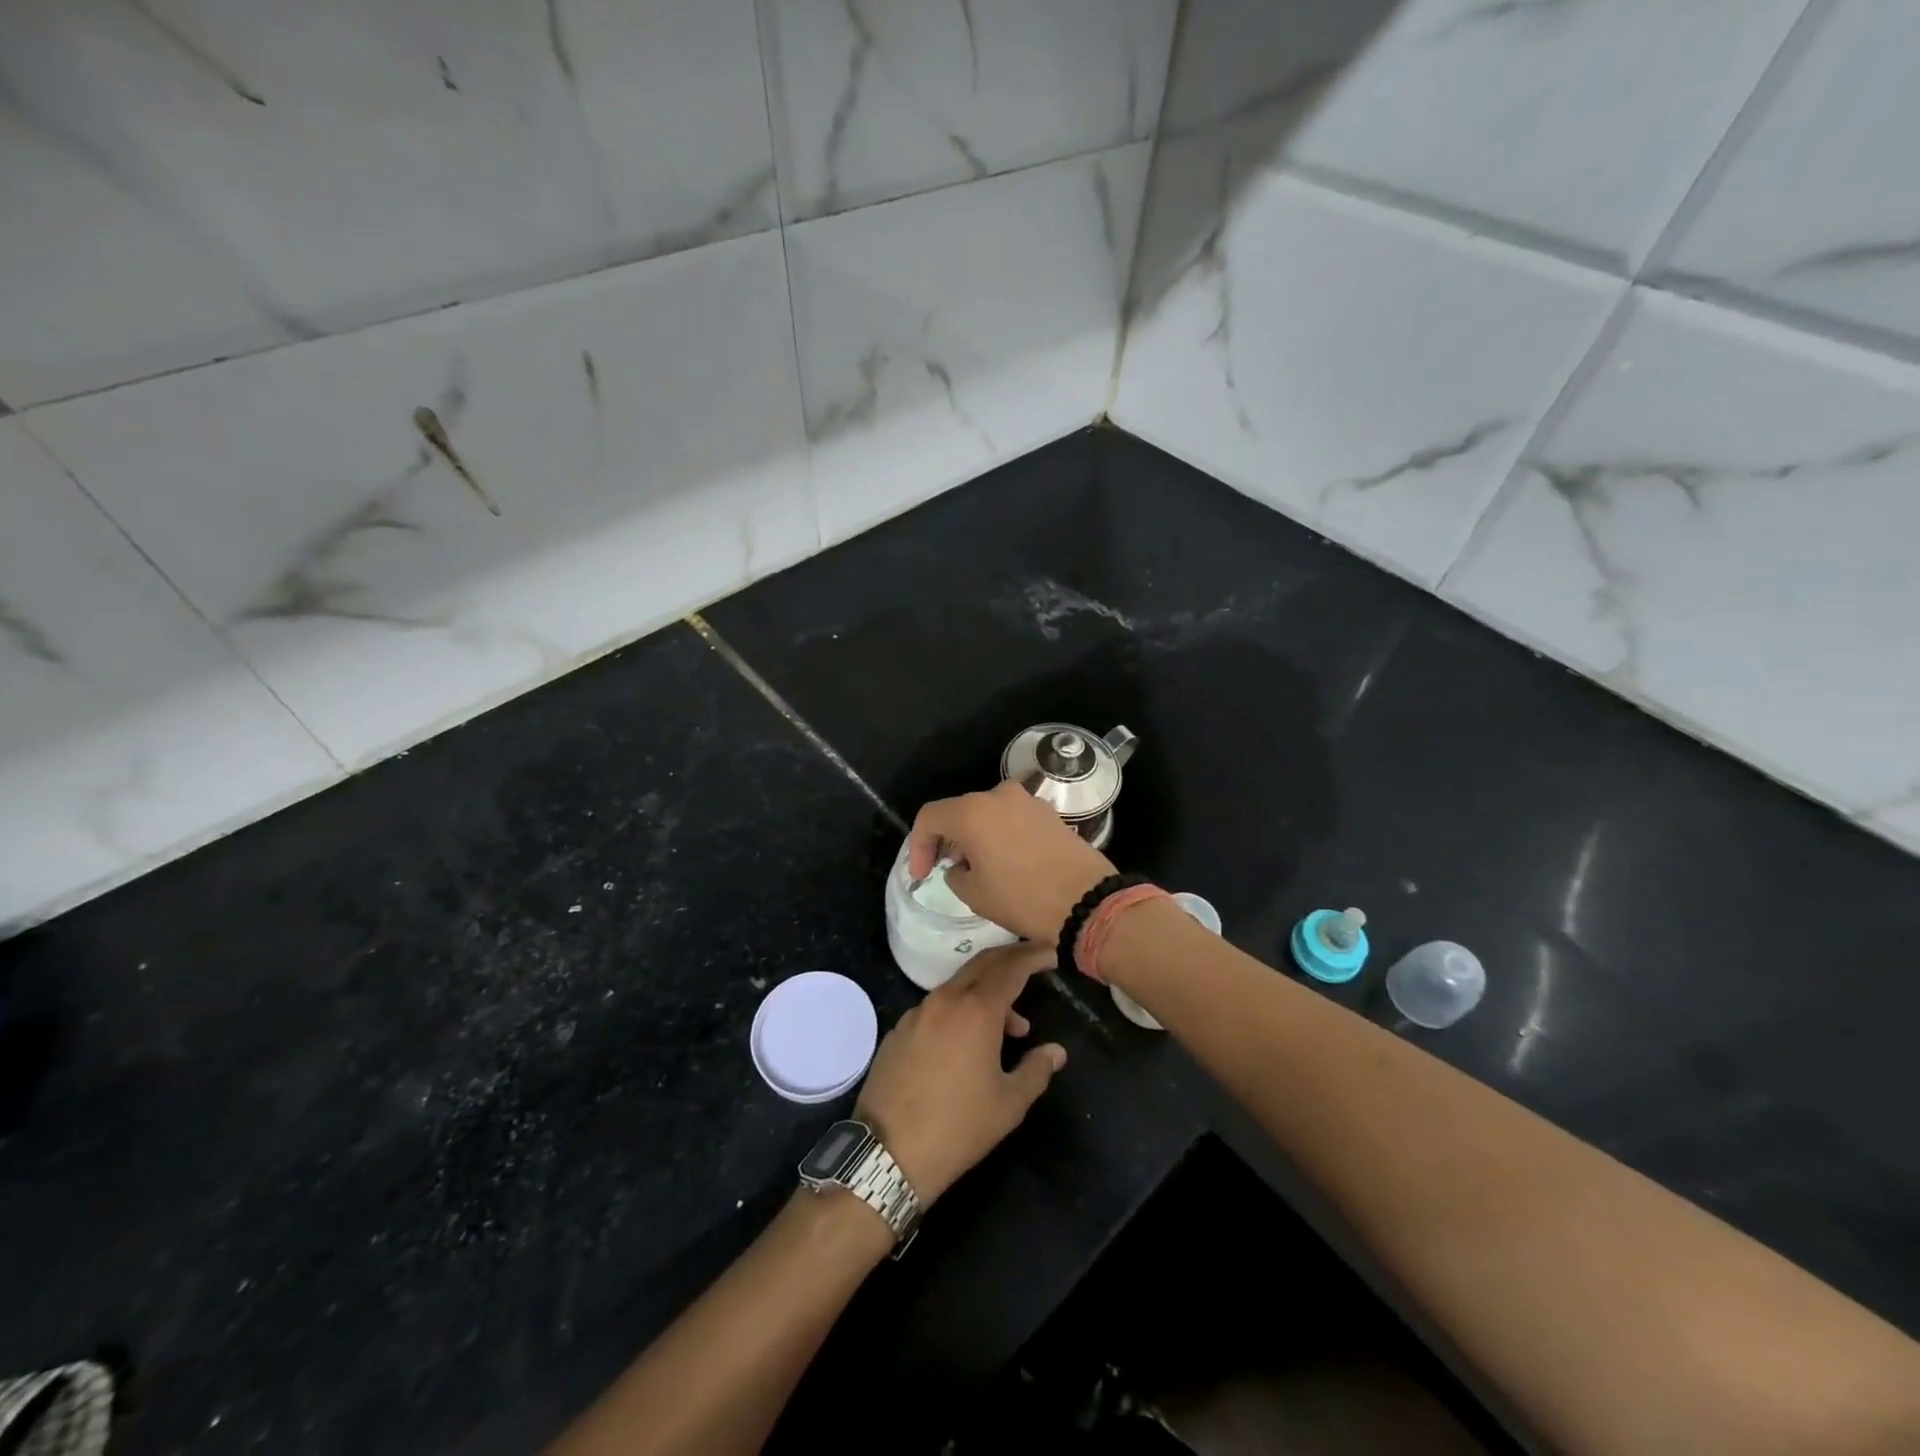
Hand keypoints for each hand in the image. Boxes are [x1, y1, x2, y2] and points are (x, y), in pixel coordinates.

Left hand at [854, 942, 1066, 1204]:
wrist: (887, 1152)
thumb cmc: (958, 1127)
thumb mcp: (1009, 1104)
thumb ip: (1036, 1070)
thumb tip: (1055, 1051)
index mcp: (976, 1010)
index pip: (1011, 968)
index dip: (1033, 957)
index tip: (1050, 953)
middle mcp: (945, 1000)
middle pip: (982, 964)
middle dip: (1010, 959)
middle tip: (1034, 964)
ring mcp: (917, 1013)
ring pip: (959, 987)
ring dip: (987, 994)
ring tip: (1010, 1028)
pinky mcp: (898, 1030)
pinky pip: (937, 1007)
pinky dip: (960, 1010)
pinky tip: (968, 1043)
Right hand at [907, 780, 1115, 942]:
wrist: (1088, 902)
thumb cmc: (1023, 898)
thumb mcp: (974, 894)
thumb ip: (955, 873)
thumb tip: (960, 866)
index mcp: (973, 811)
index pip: (930, 817)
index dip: (918, 846)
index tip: (921, 875)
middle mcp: (1000, 795)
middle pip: (960, 811)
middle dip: (948, 840)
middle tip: (946, 869)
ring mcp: (1029, 801)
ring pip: (988, 814)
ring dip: (976, 836)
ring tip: (977, 868)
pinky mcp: (1050, 813)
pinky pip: (1013, 819)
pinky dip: (1001, 835)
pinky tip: (1006, 862)